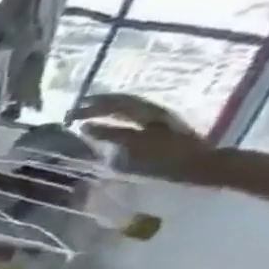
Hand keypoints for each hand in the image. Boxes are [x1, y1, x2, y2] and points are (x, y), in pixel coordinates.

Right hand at [73, 92, 222, 181]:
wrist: (199, 165)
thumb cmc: (166, 157)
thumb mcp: (136, 144)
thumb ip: (111, 134)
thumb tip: (85, 127)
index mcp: (148, 113)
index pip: (116, 103)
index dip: (92, 106)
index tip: (70, 114)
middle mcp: (153, 112)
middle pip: (123, 104)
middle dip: (97, 106)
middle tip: (73, 113)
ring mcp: (158, 121)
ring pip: (128, 110)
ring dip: (106, 111)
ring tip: (87, 116)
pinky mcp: (158, 131)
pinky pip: (132, 119)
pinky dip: (115, 120)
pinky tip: (106, 126)